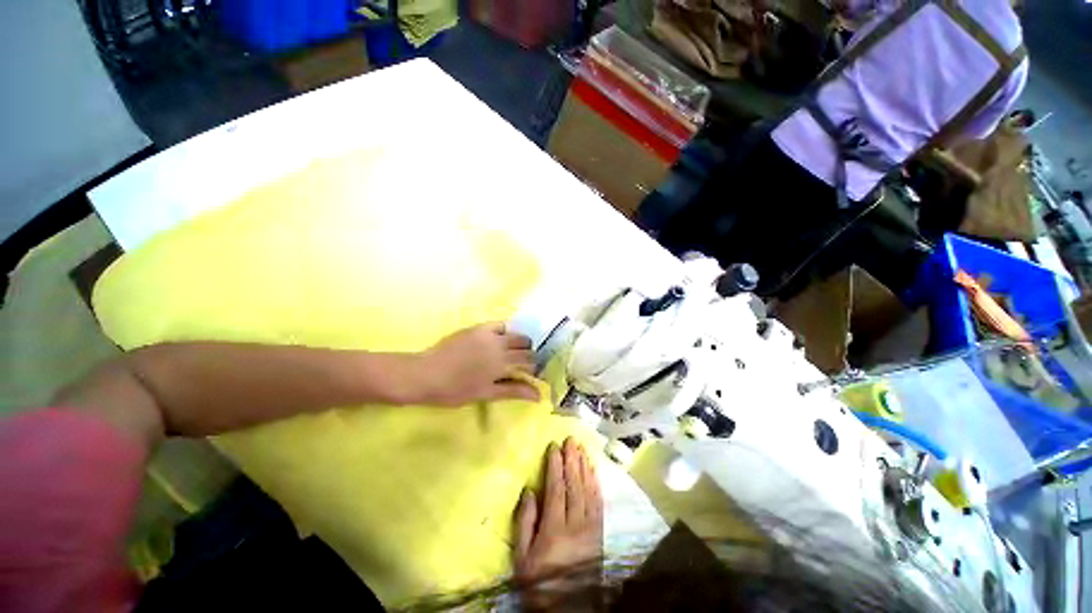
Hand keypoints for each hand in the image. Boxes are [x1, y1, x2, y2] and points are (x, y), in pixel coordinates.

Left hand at [412, 323, 539, 405]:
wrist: (426, 374)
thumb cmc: (455, 390)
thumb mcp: (486, 394)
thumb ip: (514, 391)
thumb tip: (539, 395)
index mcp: (503, 363)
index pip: (529, 361)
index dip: (533, 368)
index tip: (529, 374)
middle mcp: (500, 345)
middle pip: (525, 346)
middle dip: (528, 355)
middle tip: (520, 364)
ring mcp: (489, 334)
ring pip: (516, 334)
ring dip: (519, 342)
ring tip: (511, 352)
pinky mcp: (478, 328)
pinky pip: (500, 324)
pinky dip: (505, 331)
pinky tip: (500, 338)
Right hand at [515, 438, 602, 607]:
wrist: (568, 608)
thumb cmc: (539, 581)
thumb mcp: (522, 558)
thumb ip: (525, 523)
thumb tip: (530, 490)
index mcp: (554, 530)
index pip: (556, 489)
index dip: (555, 466)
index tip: (554, 447)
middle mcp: (576, 524)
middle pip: (574, 485)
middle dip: (572, 460)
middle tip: (570, 439)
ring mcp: (591, 528)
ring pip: (588, 490)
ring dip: (584, 466)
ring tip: (581, 448)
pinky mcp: (600, 532)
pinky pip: (599, 502)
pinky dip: (596, 483)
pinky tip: (593, 470)